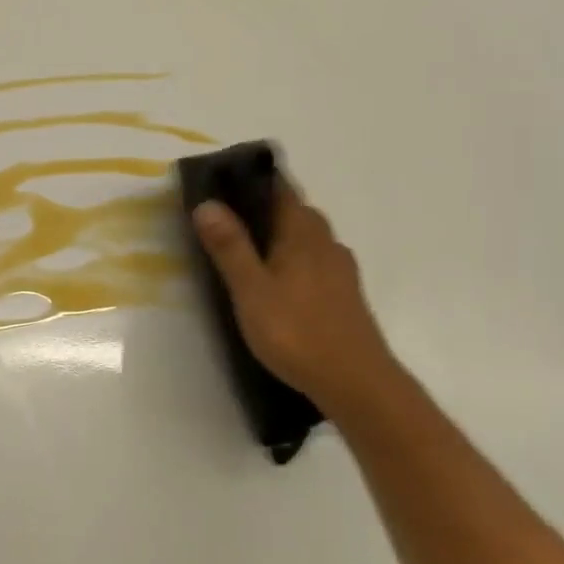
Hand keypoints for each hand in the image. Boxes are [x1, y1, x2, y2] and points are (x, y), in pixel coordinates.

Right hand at [192, 185, 400, 414]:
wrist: (356, 382)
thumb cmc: (296, 332)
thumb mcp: (251, 290)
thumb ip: (230, 247)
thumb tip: (207, 203)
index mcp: (303, 234)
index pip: (282, 189)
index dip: (255, 180)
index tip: (225, 180)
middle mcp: (326, 243)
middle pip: (296, 212)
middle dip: (265, 208)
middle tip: (228, 218)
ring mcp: (340, 270)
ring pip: (307, 238)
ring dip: (280, 235)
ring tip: (247, 249)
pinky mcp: (345, 295)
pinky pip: (314, 262)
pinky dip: (293, 260)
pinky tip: (278, 282)